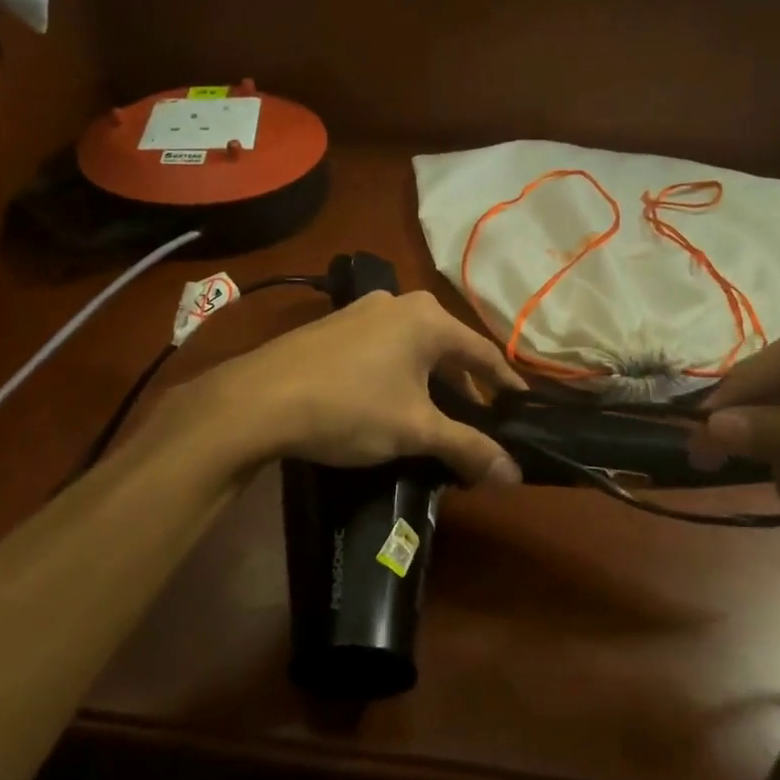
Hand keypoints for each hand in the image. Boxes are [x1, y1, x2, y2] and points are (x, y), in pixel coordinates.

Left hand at [185, 290, 527, 483]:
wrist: (258, 400)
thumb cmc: (350, 407)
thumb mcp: (415, 430)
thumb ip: (468, 448)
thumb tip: (514, 475)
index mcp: (427, 319)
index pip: (483, 353)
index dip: (505, 384)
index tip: (521, 407)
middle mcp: (398, 304)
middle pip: (448, 349)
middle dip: (465, 387)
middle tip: (480, 421)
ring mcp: (360, 313)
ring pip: (413, 350)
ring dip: (430, 382)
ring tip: (437, 417)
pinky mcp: (332, 328)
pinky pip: (383, 350)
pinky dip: (399, 376)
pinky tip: (392, 403)